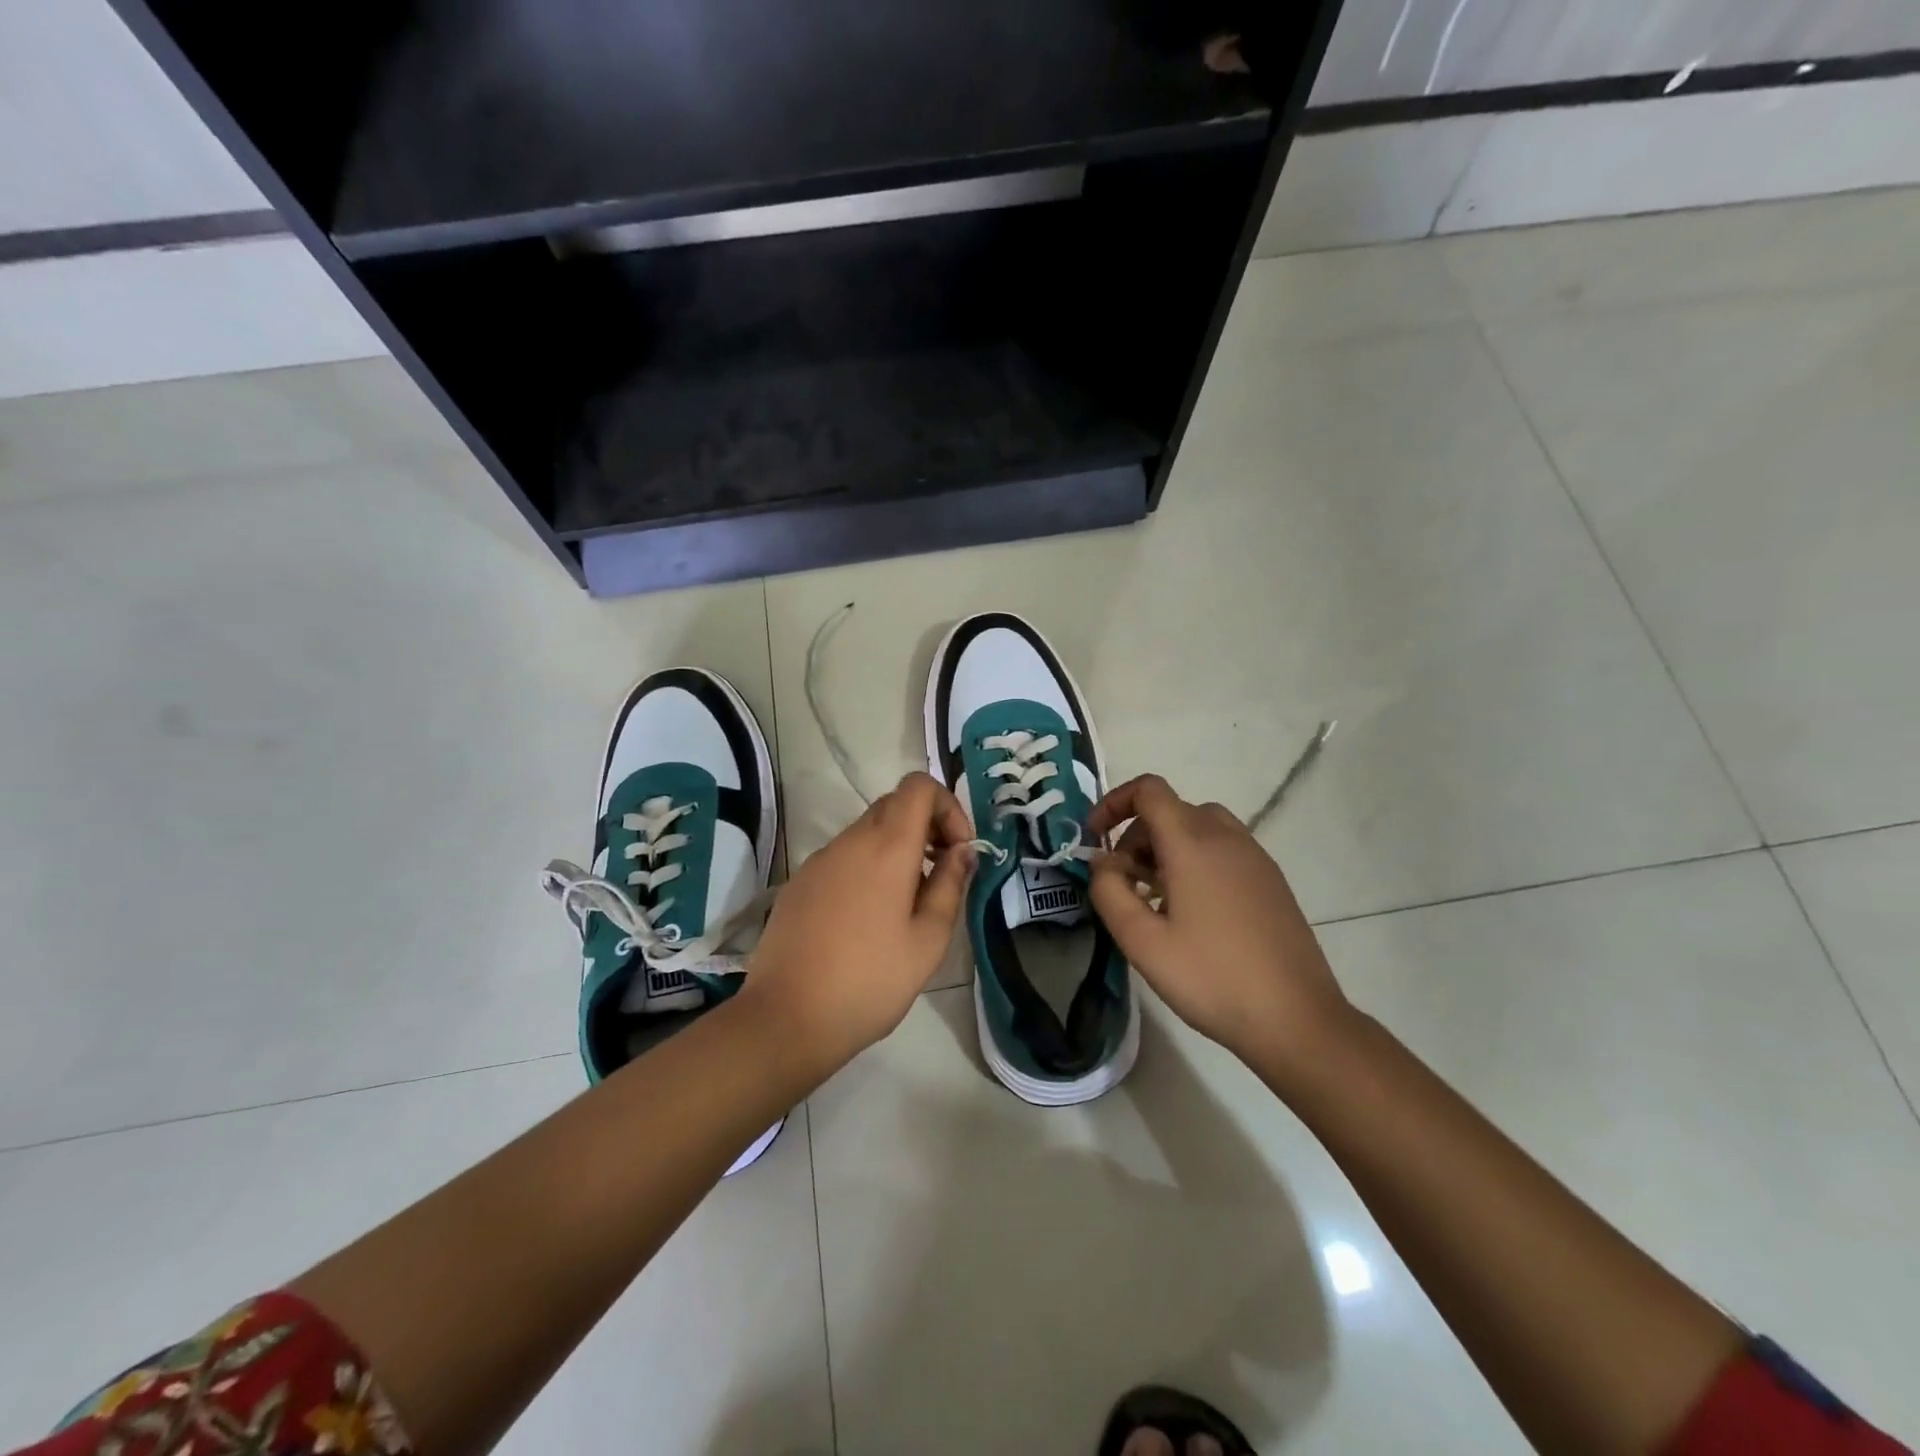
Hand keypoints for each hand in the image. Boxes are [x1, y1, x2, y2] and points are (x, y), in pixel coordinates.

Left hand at [743, 772, 973, 1076]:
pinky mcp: (800, 882)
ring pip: (867, 831)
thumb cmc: (870, 981)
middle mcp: (850, 841)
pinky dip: (867, 867)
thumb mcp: (928, 940)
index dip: (948, 806)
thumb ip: (951, 886)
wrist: (787, 1017)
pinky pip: (843, 857)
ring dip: (897, 849)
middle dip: (926, 827)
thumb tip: (962, 852)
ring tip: (908, 903)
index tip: (958, 850)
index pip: (918, 786)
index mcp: (887, 847)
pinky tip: (868, 918)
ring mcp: (820, 860)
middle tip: (941, 873)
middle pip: (894, 805)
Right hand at [1087, 774, 1355, 1077]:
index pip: (1149, 790)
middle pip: (1172, 809)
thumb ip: (1109, 892)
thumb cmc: (1211, 978)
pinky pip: (1224, 850)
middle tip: (1123, 882)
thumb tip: (1103, 862)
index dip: (1114, 802)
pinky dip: (1196, 861)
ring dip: (1167, 848)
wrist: (1296, 1019)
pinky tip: (1193, 912)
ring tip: (1155, 897)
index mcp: (1193, 843)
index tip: (1095, 837)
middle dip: (1137, 835)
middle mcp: (1226, 837)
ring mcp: (1255, 858)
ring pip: (1200, 828)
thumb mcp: (1142, 942)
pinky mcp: (1271, 881)